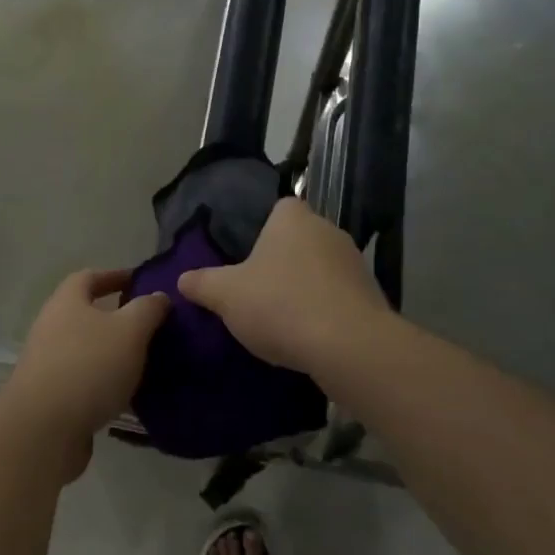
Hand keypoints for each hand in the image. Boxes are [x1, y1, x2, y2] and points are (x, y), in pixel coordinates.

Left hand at [0, 270, 167, 478]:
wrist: (43, 430)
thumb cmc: (89, 366)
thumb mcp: (130, 330)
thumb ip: (148, 309)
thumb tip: (158, 296)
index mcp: (67, 302)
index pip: (89, 277)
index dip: (115, 275)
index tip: (140, 281)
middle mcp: (51, 327)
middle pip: (85, 314)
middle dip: (116, 317)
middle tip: (149, 324)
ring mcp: (47, 364)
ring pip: (86, 349)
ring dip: (111, 352)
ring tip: (145, 361)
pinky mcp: (50, 397)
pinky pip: (83, 380)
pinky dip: (104, 382)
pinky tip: (127, 394)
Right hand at [178, 198, 390, 379]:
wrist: (348, 346)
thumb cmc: (280, 305)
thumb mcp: (226, 296)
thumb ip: (202, 284)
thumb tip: (182, 279)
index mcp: (293, 219)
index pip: (281, 207)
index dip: (265, 228)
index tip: (250, 256)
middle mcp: (328, 230)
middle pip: (301, 238)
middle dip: (284, 259)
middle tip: (259, 288)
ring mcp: (354, 262)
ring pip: (322, 268)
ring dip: (306, 286)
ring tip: (282, 317)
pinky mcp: (372, 296)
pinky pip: (340, 296)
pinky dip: (325, 310)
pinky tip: (309, 335)